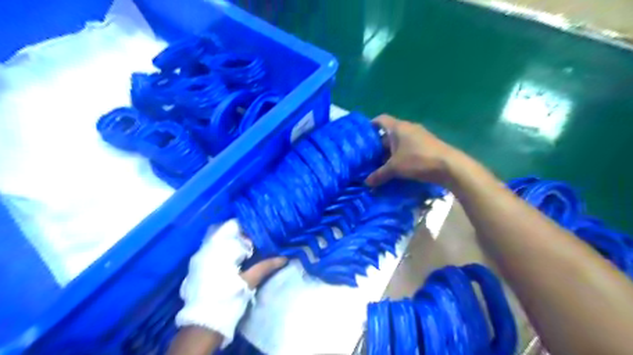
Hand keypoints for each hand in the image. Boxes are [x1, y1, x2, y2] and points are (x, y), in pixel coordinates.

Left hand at [174, 219, 287, 351]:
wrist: (202, 324)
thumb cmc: (228, 298)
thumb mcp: (249, 281)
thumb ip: (266, 266)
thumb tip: (284, 258)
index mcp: (219, 249)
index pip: (233, 227)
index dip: (248, 227)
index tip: (259, 231)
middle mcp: (206, 249)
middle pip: (224, 231)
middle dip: (239, 233)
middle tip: (255, 238)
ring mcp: (199, 258)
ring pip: (216, 240)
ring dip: (230, 241)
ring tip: (246, 247)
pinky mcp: (196, 267)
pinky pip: (210, 249)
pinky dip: (222, 249)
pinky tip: (233, 258)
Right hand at [367, 115, 460, 186]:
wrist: (449, 166)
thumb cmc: (417, 160)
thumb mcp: (395, 168)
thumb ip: (379, 175)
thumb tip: (366, 183)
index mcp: (398, 127)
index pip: (380, 120)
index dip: (370, 126)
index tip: (363, 137)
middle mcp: (408, 128)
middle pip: (389, 133)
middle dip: (379, 145)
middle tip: (369, 156)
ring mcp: (419, 136)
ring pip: (399, 141)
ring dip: (390, 152)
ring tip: (381, 164)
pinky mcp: (426, 145)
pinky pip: (408, 147)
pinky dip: (401, 155)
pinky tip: (397, 168)